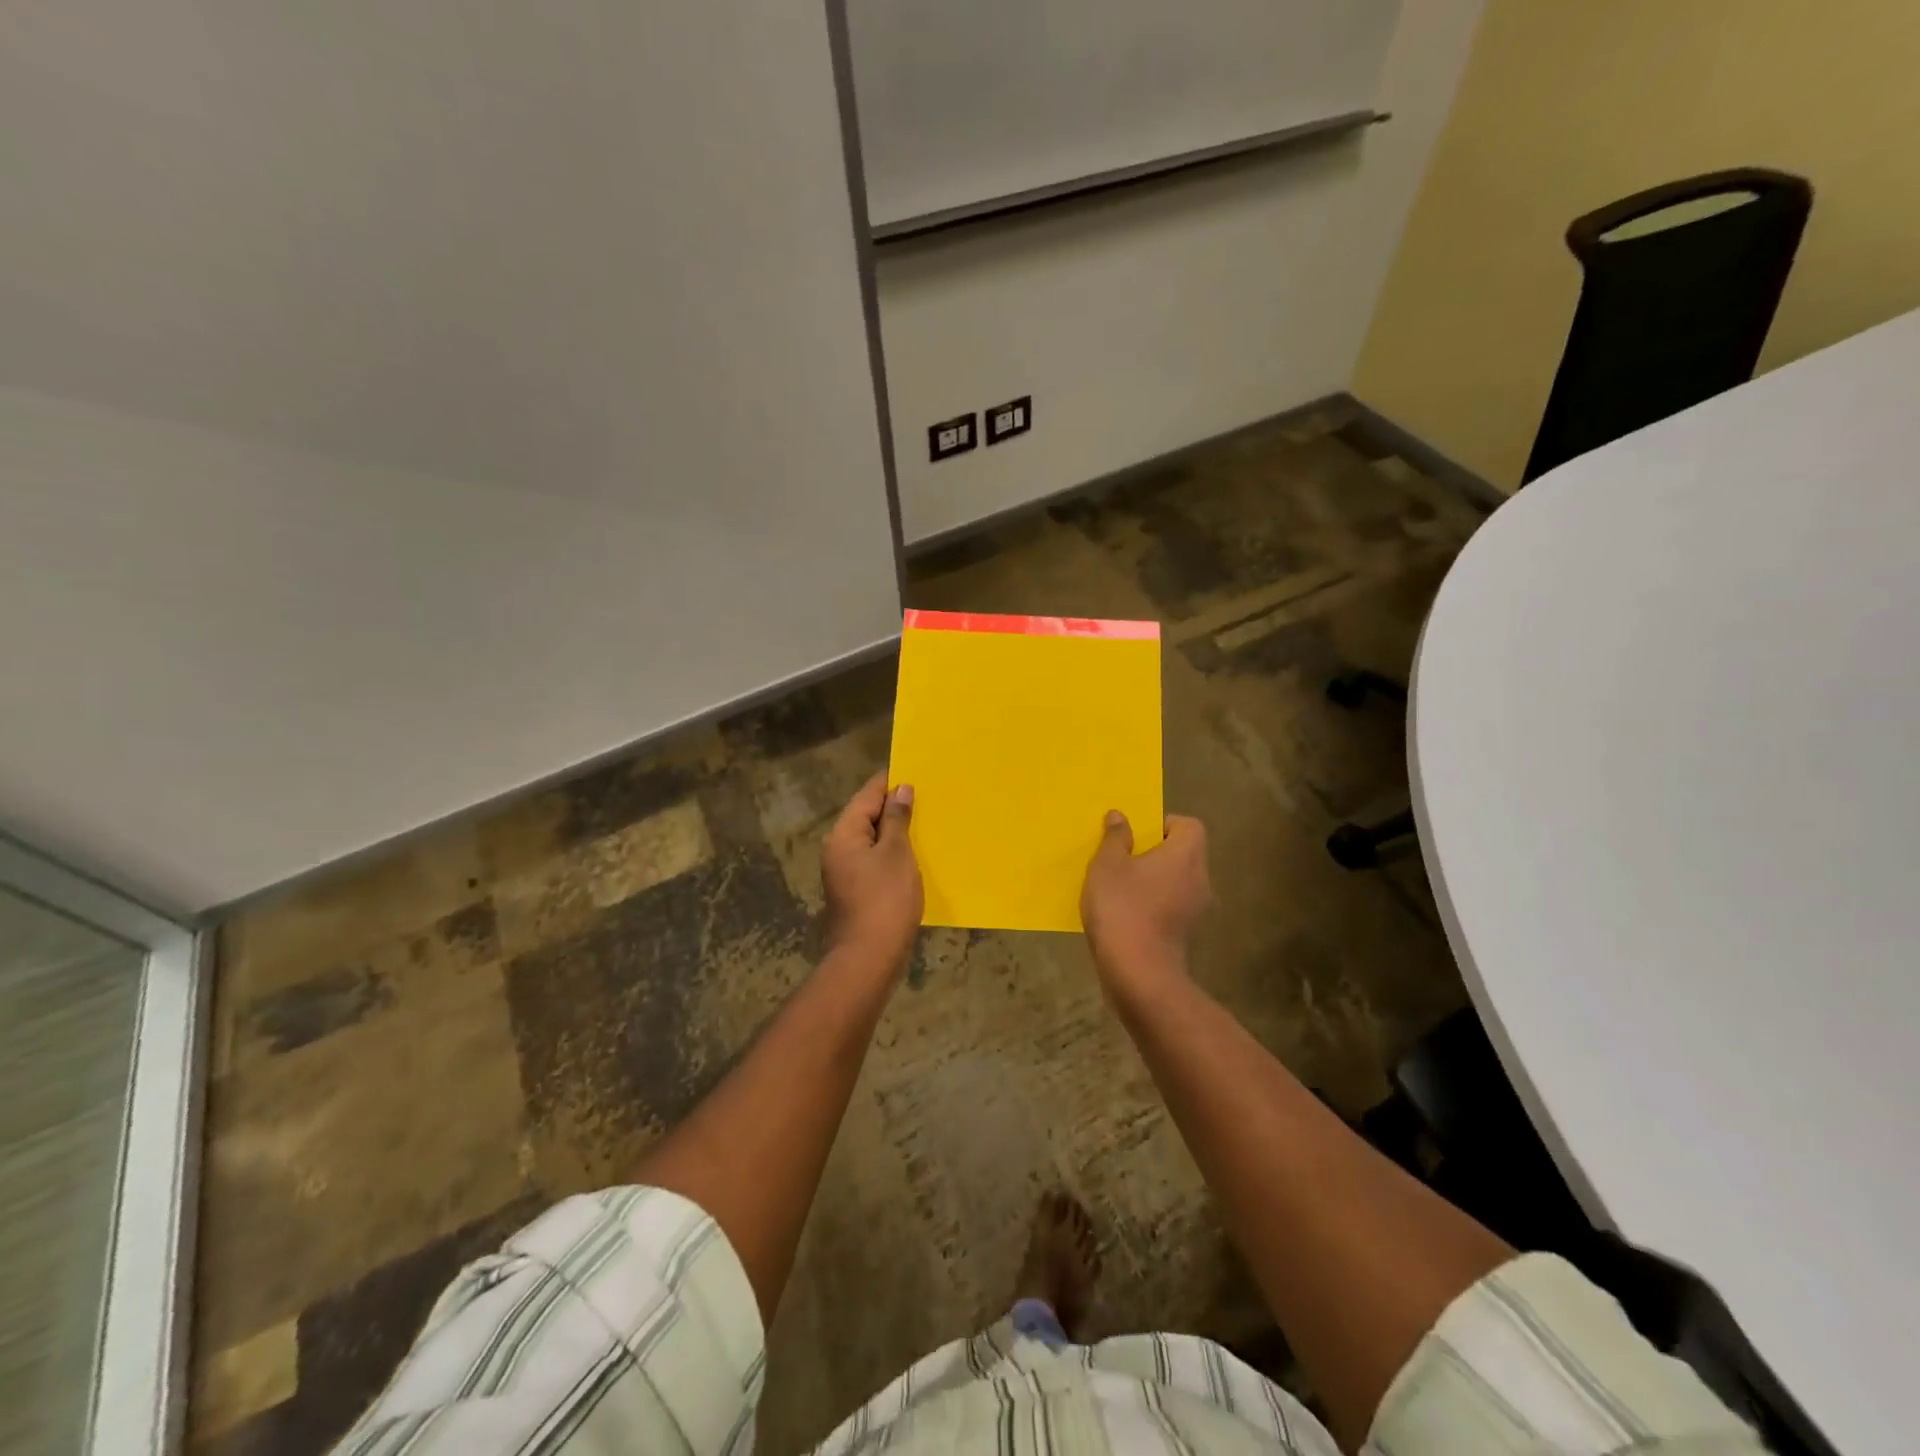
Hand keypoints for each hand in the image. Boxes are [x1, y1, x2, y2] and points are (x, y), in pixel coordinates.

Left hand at [821, 771, 922, 971]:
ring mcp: (845, 872)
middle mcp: (838, 848)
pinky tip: (914, 855)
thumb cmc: (884, 899)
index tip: (914, 770)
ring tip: (925, 821)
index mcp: (844, 834)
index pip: (867, 795)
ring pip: (872, 840)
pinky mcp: (855, 891)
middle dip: (894, 806)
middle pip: (866, 816)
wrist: (868, 957)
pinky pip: (875, 860)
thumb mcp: (896, 853)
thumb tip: (900, 789)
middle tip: (926, 795)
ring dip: (895, 831)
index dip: (890, 782)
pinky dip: (893, 853)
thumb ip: (896, 819)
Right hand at [1081, 812, 1210, 988]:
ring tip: (1118, 887)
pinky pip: (1170, 906)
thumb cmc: (1123, 908)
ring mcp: (1196, 910)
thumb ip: (1115, 838)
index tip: (1137, 835)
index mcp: (1186, 855)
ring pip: (1175, 882)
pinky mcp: (1185, 935)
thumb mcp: (1107, 865)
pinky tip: (1123, 914)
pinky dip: (1152, 904)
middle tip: (1122, 858)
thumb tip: (1120, 816)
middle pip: (1183, 854)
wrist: (1138, 974)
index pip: (1189, 826)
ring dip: (1151, 881)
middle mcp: (1199, 879)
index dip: (1164, 824)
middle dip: (1154, 853)